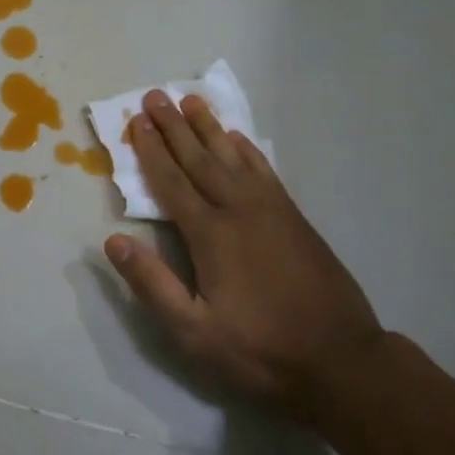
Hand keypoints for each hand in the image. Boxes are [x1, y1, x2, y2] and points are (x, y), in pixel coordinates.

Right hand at [105, 91, 384, 422]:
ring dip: (209, 127)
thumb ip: (152, 284)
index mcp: (210, 235)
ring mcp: (271, 210)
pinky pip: (264, 170)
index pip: (171, 182)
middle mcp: (239, 209)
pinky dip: (247, 149)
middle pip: (199, 158)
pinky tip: (238, 138)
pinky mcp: (294, 217)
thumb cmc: (260, 350)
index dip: (151, 150)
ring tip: (192, 100)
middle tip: (156, 95)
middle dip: (174, 126)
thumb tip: (113, 241)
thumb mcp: (194, 332)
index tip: (136, 120)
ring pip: (232, 156)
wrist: (341, 360)